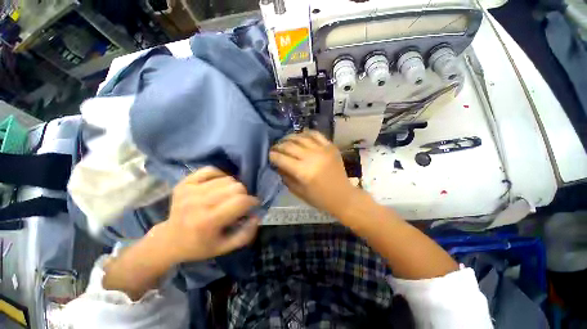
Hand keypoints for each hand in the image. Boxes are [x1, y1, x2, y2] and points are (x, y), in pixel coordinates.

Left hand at [157, 167, 259, 263]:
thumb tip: (257, 215)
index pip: (241, 201)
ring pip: (227, 178)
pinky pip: (211, 170)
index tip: (253, 205)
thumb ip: (245, 234)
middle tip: (239, 203)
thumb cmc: (200, 245)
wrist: (169, 240)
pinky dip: (220, 175)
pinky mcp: (185, 183)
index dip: (253, 201)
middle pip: (236, 187)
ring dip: (233, 187)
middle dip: (243, 195)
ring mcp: (190, 190)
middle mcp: (199, 203)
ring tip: (228, 196)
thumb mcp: (225, 247)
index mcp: (208, 221)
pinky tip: (219, 185)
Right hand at [269, 131, 359, 217]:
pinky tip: (300, 136)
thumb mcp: (298, 191)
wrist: (342, 195)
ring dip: (289, 138)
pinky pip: (315, 134)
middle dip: (278, 146)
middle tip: (275, 148)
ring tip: (285, 140)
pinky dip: (306, 133)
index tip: (269, 155)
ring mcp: (322, 150)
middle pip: (289, 146)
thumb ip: (286, 177)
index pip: (282, 159)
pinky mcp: (330, 146)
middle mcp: (311, 157)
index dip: (272, 156)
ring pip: (301, 137)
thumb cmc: (319, 198)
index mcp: (303, 172)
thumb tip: (278, 165)